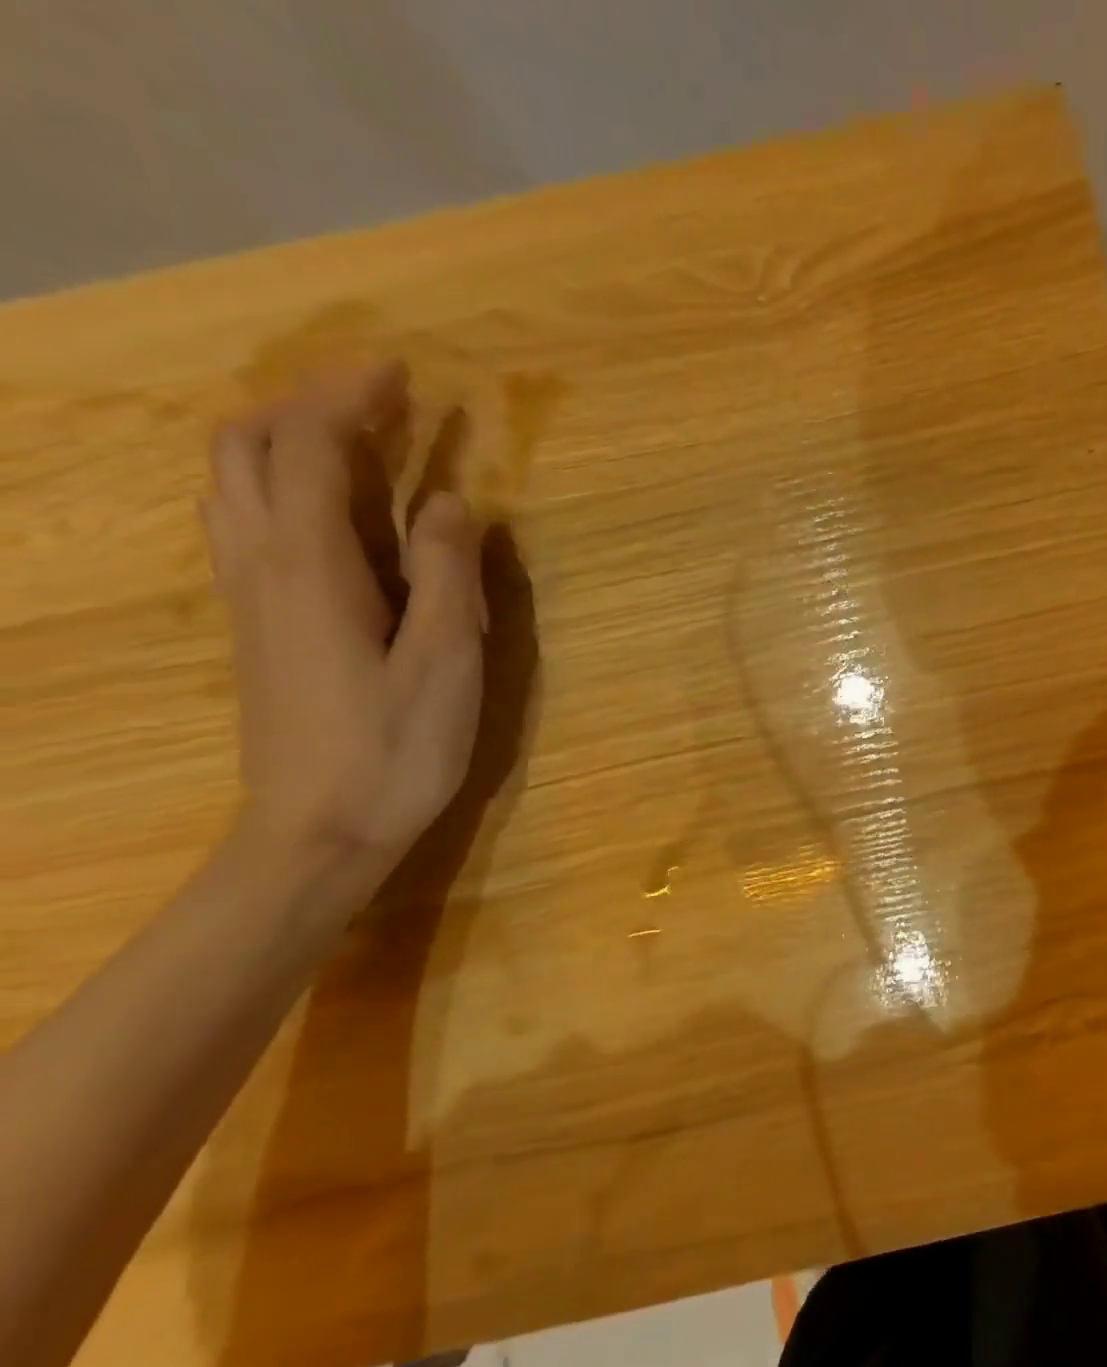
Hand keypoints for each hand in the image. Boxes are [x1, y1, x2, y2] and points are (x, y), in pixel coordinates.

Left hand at [201, 363, 485, 880]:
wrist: (318, 830)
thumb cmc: (396, 748)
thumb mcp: (445, 661)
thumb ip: (447, 574)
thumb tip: (450, 502)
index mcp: (311, 568)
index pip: (312, 451)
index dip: (350, 401)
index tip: (399, 374)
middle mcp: (261, 565)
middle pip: (248, 450)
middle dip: (306, 406)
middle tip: (376, 398)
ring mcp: (249, 596)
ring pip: (235, 484)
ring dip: (286, 440)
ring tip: (353, 437)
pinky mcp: (256, 624)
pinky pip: (247, 523)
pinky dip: (281, 485)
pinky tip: (331, 507)